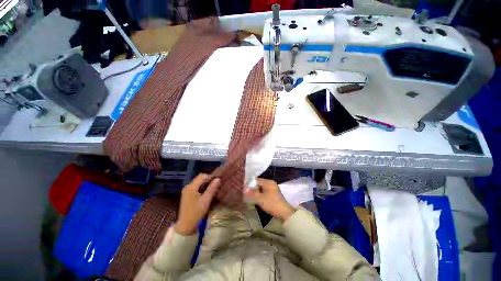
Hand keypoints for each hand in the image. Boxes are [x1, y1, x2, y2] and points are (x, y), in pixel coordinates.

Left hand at [176, 174, 220, 235]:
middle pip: (199, 178)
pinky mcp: (186, 195)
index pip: (202, 176)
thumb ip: (212, 188)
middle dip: (208, 180)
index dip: (210, 177)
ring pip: (197, 182)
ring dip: (205, 183)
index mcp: (191, 187)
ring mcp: (186, 190)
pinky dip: (201, 187)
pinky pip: (195, 187)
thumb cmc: (196, 212)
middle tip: (215, 185)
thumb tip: (218, 179)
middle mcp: (187, 186)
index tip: (217, 182)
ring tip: (212, 188)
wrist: (185, 226)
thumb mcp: (206, 200)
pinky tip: (206, 192)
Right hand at [245, 178, 294, 220]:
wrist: (284, 213)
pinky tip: (257, 199)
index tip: (244, 188)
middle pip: (259, 183)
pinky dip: (260, 194)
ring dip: (256, 192)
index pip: (256, 180)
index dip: (250, 184)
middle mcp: (271, 183)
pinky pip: (265, 191)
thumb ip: (252, 193)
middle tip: (246, 193)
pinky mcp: (274, 194)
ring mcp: (273, 188)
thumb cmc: (271, 203)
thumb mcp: (260, 198)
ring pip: (261, 188)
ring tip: (250, 196)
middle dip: (253, 188)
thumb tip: (245, 188)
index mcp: (268, 182)